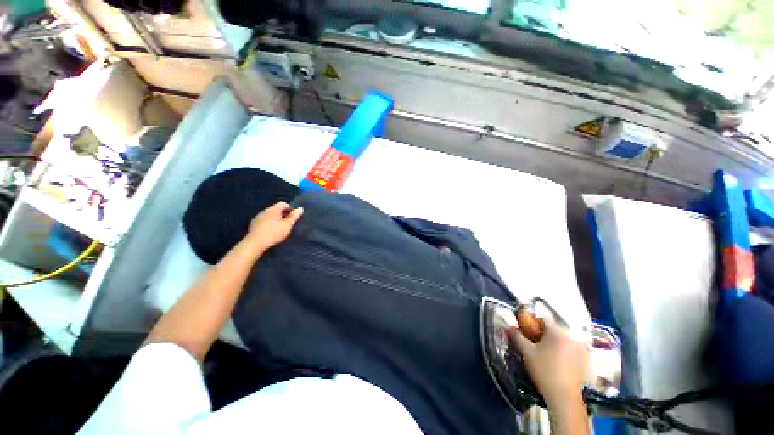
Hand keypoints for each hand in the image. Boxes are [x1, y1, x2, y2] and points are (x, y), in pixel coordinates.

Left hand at [246, 202, 303, 251]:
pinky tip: (270, 232)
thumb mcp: (287, 225)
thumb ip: (294, 216)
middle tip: (288, 224)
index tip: (292, 218)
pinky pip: (264, 221)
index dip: (290, 209)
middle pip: (276, 209)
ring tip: (279, 229)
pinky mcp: (253, 225)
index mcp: (273, 210)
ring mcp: (258, 218)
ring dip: (276, 219)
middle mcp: (264, 211)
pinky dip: (269, 224)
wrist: (255, 243)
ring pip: (270, 215)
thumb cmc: (274, 233)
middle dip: (283, 215)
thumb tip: (300, 208)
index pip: (283, 204)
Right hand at [506, 315, 587, 407]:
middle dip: (542, 334)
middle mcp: (571, 337)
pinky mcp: (584, 361)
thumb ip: (517, 336)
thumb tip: (507, 327)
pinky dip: (562, 352)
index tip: (526, 330)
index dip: (532, 322)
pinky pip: (570, 349)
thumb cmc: (544, 370)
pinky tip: (556, 363)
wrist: (563, 396)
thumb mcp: (527, 352)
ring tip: (544, 354)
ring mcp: (580, 349)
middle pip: (553, 329)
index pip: (543, 318)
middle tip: (533, 344)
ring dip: (552, 343)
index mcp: (557, 332)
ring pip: (562, 340)